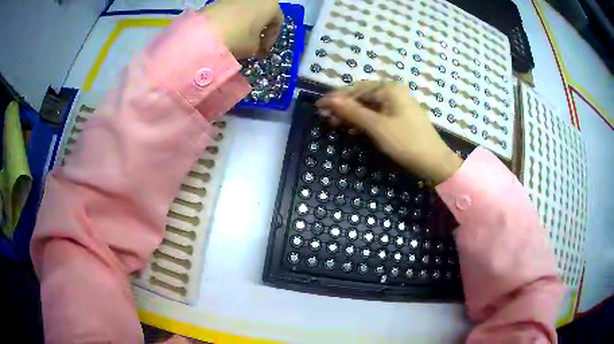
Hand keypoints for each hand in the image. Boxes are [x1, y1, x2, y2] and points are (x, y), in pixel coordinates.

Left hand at [201, 0, 283, 58]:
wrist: (205, 32)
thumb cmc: (238, 38)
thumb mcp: (254, 48)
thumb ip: (258, 46)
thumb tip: (254, 45)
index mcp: (271, 5)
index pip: (277, 23)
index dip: (271, 40)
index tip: (263, 52)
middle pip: (262, 15)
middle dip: (259, 31)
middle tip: (253, 46)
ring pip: (248, 12)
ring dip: (246, 25)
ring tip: (239, 40)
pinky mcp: (223, 0)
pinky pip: (234, 11)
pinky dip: (235, 21)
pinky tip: (228, 33)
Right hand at [316, 81, 462, 183]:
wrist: (434, 162)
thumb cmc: (405, 142)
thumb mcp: (376, 126)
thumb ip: (352, 111)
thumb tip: (328, 100)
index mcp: (389, 89)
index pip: (356, 89)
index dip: (336, 98)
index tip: (319, 106)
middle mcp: (393, 92)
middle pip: (362, 96)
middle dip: (343, 106)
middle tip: (325, 117)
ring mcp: (398, 105)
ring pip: (369, 106)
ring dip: (352, 114)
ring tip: (335, 123)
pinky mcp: (400, 117)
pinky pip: (377, 114)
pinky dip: (364, 120)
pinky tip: (353, 126)